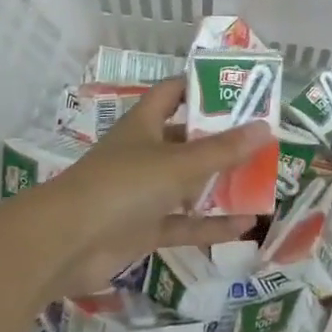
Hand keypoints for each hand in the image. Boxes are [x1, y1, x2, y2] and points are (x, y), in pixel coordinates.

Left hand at [39, 77, 271, 296]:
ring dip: (220, 184)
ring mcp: (143, 194)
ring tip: (261, 181)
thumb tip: (266, 128)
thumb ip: (223, 150)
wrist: (66, 244)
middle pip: (187, 140)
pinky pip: (184, 224)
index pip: (173, 92)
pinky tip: (246, 226)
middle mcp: (144, 154)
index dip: (201, 86)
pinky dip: (211, 225)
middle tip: (261, 138)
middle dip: (221, 139)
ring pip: (188, 185)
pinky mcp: (143, 229)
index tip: (238, 88)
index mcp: (144, 124)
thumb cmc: (122, 186)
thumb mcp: (178, 163)